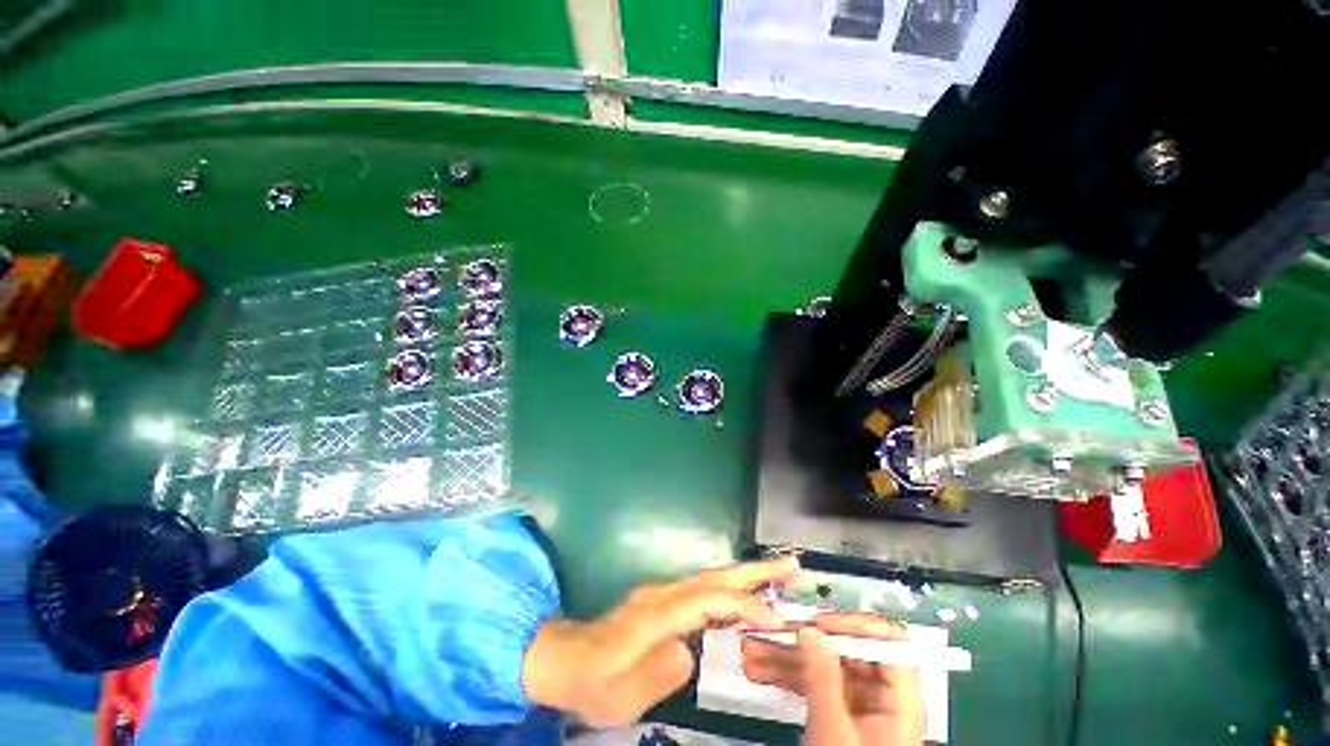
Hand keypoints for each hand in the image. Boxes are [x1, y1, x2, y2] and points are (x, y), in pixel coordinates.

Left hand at [522, 557, 799, 725]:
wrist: (566, 657)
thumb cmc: (591, 680)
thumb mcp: (620, 694)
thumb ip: (657, 673)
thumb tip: (689, 651)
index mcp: (655, 614)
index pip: (707, 599)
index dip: (742, 604)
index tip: (775, 617)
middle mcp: (662, 594)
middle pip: (714, 576)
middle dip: (754, 571)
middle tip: (791, 566)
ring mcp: (663, 593)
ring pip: (711, 578)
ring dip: (745, 575)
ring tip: (779, 576)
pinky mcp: (663, 599)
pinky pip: (703, 590)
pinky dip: (729, 588)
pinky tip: (744, 598)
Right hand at [741, 613, 924, 745]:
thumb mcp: (834, 728)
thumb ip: (824, 677)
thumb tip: (811, 630)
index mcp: (897, 701)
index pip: (886, 643)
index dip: (854, 626)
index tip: (818, 622)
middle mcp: (878, 699)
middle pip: (843, 654)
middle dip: (801, 642)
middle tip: (770, 631)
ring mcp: (854, 709)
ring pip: (820, 669)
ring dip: (783, 658)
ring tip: (752, 651)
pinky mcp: (835, 718)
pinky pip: (810, 688)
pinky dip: (785, 679)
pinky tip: (759, 671)